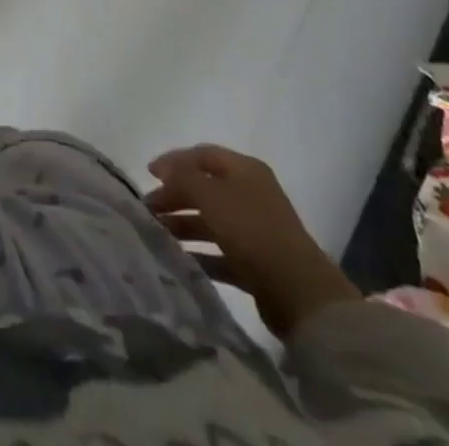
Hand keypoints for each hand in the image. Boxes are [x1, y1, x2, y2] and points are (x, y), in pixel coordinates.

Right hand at [145, 144, 360, 340]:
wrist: (300, 293)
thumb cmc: (252, 230)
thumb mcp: (211, 195)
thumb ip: (183, 177)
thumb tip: (164, 167)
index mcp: (245, 170)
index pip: (202, 155)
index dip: (174, 161)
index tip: (148, 173)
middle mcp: (251, 194)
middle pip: (205, 188)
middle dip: (175, 196)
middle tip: (148, 209)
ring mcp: (255, 229)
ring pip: (211, 220)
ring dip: (184, 225)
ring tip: (158, 235)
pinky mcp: (257, 263)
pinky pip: (221, 252)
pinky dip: (201, 253)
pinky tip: (180, 260)